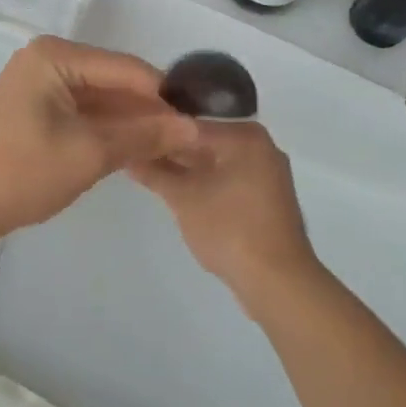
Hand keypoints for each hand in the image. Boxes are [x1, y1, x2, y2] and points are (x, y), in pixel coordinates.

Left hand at [0, 36, 199, 242]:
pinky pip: (86, 111)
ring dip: (132, 121)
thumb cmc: (22, 171)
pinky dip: (110, 128)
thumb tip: (194, 128)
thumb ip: (143, 136)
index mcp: (57, 56)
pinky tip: (139, 147)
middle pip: (115, 80)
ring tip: (174, 145)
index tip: (200, 120)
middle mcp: (50, 59)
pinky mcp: (40, 107)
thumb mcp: (90, 153)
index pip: (126, 68)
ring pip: (103, 98)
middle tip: (190, 137)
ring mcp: (43, 82)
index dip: (164, 95)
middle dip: (150, 109)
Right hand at [128, 120, 322, 318]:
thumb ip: (154, 173)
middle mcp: (260, 145)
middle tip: (135, 153)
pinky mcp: (267, 197)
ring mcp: (267, 172)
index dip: (158, 130)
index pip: (190, 123)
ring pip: (216, 161)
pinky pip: (230, 178)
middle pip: (205, 140)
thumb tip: (127, 155)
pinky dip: (207, 182)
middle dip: (172, 149)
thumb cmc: (229, 229)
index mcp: (245, 135)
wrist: (278, 282)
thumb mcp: (184, 199)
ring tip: (150, 171)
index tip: (131, 136)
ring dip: (187, 167)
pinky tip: (180, 190)